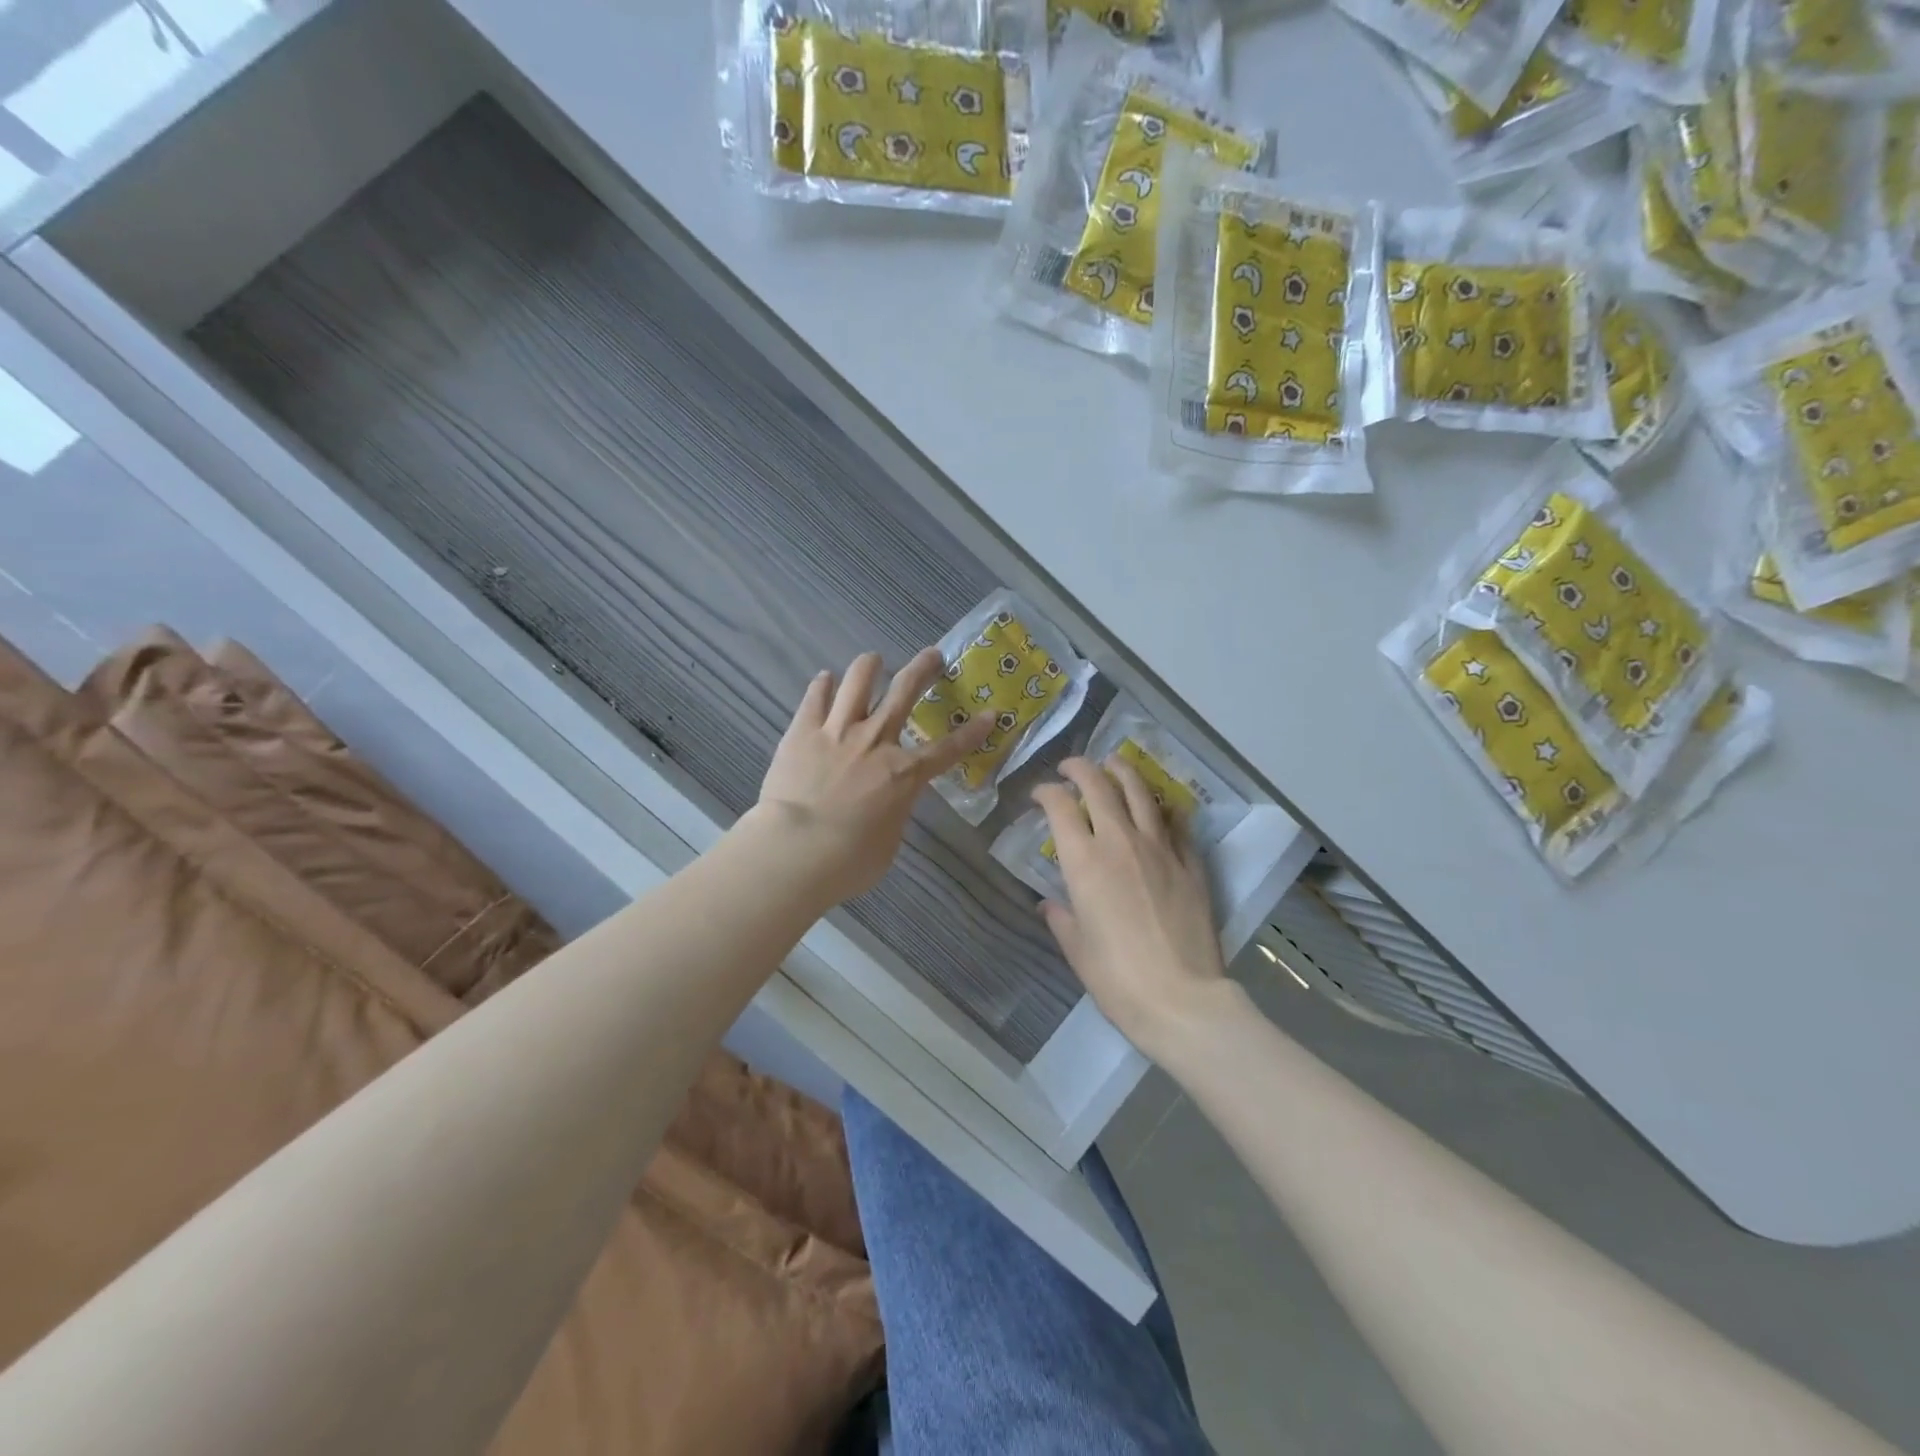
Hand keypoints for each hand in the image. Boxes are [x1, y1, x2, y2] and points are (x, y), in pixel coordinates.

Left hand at [749, 649, 992, 908]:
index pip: (949, 749)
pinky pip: (816, 696)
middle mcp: (876, 740)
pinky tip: (826, 680)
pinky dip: (823, 685)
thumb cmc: (848, 861)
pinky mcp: (803, 730)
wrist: (796, 851)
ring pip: (859, 680)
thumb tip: (888, 806)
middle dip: (924, 669)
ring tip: (874, 661)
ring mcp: (838, 730)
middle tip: (933, 655)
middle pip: (905, 692)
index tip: (990, 714)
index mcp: (904, 774)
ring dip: (870, 666)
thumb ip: (894, 814)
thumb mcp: (889, 843)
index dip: (973, 732)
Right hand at [1032, 756, 1235, 1062]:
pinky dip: (1163, 809)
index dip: (1046, 792)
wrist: (1181, 998)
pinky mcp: (1190, 863)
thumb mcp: (1077, 948)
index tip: (1041, 795)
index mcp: (1084, 862)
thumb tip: (1050, 905)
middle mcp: (1120, 842)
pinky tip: (1160, 808)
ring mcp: (1160, 849)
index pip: (1060, 806)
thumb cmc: (1117, 978)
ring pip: (1140, 793)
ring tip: (1114, 764)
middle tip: (1071, 767)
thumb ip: (1061, 918)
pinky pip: (1176, 823)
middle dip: (1080, 768)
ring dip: (1123, 772)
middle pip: (1099, 786)